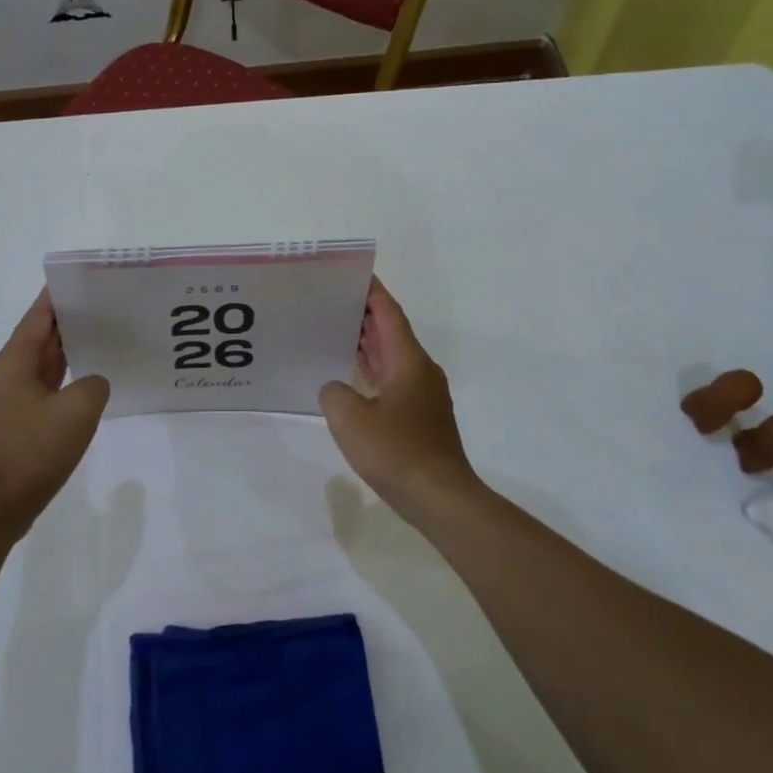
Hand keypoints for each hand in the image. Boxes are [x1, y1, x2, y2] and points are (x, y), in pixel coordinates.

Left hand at [0, 291, 109, 536]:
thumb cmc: (33, 451)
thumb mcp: (78, 411)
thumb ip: (94, 385)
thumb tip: (91, 384)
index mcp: (12, 363)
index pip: (37, 317)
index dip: (57, 297)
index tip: (81, 280)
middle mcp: (3, 375)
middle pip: (38, 338)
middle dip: (67, 322)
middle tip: (102, 308)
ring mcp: (5, 401)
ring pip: (39, 365)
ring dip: (65, 352)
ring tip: (99, 339)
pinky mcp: (11, 424)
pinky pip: (39, 390)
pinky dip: (60, 380)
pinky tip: (83, 385)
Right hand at [319, 279, 481, 510]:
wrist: (440, 497)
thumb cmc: (396, 451)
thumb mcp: (349, 418)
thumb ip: (334, 393)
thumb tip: (337, 389)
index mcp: (409, 361)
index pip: (389, 314)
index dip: (372, 292)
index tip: (353, 275)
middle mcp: (421, 371)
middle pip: (392, 332)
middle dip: (365, 315)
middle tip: (332, 302)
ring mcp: (424, 396)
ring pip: (393, 358)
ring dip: (368, 344)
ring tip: (336, 332)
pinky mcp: (421, 418)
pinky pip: (394, 381)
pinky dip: (373, 371)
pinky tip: (352, 380)